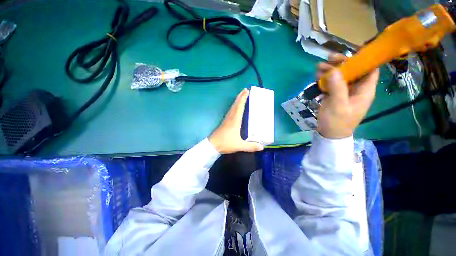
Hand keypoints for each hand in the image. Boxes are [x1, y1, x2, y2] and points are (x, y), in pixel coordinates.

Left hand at [209, 89, 263, 153]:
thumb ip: (250, 146)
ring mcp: (227, 119)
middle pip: (235, 104)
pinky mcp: (225, 122)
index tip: (247, 91)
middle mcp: (230, 117)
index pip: (239, 107)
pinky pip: (231, 111)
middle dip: (240, 96)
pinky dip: (234, 106)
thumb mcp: (239, 145)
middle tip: (245, 90)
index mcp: (235, 120)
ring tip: (241, 96)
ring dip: (237, 100)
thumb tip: (262, 147)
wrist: (212, 145)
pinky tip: (236, 108)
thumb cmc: (225, 143)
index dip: (243, 98)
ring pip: (232, 107)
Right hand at [317, 54, 379, 138]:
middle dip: (342, 63)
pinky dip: (325, 79)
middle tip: (329, 58)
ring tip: (318, 67)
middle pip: (353, 70)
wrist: (329, 133)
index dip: (365, 59)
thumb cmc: (337, 122)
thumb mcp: (338, 106)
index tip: (352, 51)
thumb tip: (333, 70)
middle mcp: (356, 88)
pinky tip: (317, 76)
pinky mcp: (335, 95)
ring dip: (330, 70)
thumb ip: (337, 88)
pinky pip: (332, 83)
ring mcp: (345, 91)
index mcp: (365, 90)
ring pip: (340, 76)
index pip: (370, 69)